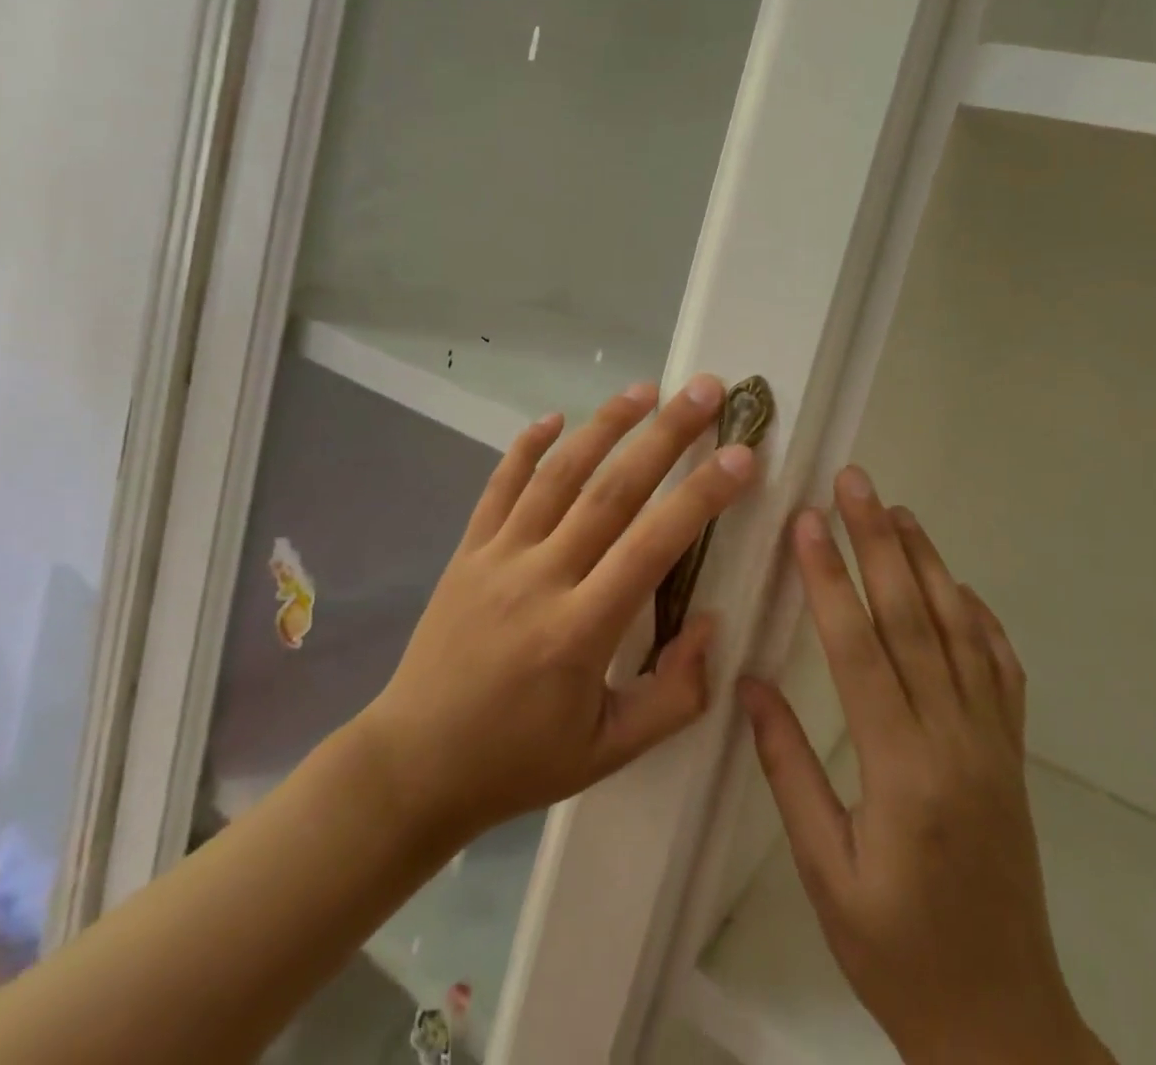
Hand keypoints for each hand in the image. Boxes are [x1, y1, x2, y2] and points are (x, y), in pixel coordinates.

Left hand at [362, 377, 757, 845]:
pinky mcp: (467, 551)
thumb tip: (710, 622)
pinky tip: (554, 417)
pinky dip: (526, 447)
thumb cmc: (519, 762)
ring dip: (604, 425)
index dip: (701, 496)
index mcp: (579, 631)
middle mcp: (539, 578)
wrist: (414, 766)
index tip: (741, 456)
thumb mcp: (610, 753)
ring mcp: (497, 557)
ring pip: (557, 475)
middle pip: (611, 490)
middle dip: (664, 435)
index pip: (652, 546)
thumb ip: (675, 695)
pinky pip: (498, 486)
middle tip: (704, 389)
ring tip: (645, 389)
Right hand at [738, 467, 1111, 1064]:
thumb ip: (788, 770)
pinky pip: (1002, 668)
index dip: (829, 578)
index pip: (858, 648)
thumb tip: (750, 684)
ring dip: (927, 562)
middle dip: (878, 542)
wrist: (1003, 1023)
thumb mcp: (824, 872)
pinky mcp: (1014, 752)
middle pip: (912, 618)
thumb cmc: (896, 951)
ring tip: (898, 510)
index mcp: (901, 769)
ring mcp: (994, 741)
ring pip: (959, 629)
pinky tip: (957, 585)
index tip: (806, 522)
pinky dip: (979, 616)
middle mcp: (955, 739)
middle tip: (855, 483)